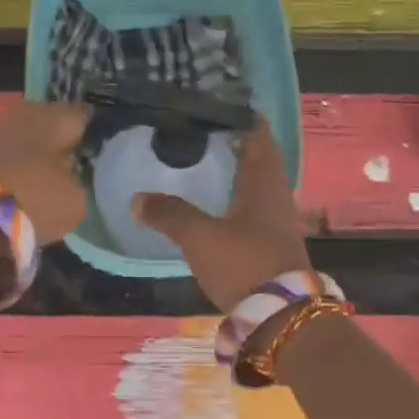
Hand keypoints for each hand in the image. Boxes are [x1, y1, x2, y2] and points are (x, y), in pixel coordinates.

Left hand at [0, 99, 90, 245]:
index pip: (82, 115)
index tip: (94, 147)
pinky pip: (1, 153)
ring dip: (30, 152)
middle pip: (48, 123)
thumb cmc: (33, 197)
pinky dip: (9, 165)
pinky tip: (15, 183)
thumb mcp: (74, 200)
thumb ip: (77, 183)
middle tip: (68, 163)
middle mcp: (25, 111)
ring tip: (40, 176)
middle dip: (56, 140)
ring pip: (22, 136)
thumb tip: (70, 178)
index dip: (90, 132)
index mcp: (57, 116)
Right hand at [133, 121, 310, 309]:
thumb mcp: (200, 237)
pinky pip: (250, 203)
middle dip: (233, 139)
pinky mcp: (269, 240)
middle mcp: (274, 193)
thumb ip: (169, 214)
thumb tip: (137, 198)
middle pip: (257, 155)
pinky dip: (233, 192)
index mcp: (263, 181)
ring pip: (254, 180)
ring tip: (202, 156)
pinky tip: (212, 198)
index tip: (215, 100)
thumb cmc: (244, 264)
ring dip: (234, 167)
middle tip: (200, 126)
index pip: (258, 134)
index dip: (241, 114)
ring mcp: (275, 219)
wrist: (281, 318)